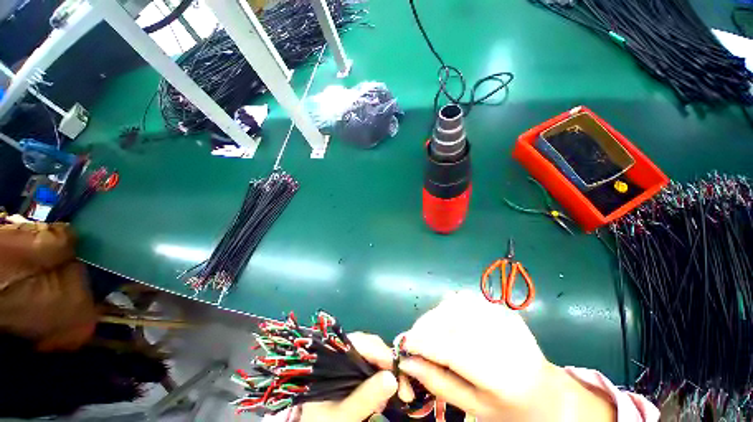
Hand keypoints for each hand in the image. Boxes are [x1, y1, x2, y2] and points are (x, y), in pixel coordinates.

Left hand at [300, 332, 401, 421]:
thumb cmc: (325, 420)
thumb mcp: (344, 414)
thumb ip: (365, 397)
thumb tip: (393, 378)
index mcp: (332, 354)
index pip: (360, 342)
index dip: (381, 353)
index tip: (398, 373)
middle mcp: (340, 349)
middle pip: (369, 345)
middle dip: (387, 363)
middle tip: (401, 386)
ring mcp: (346, 357)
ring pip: (372, 353)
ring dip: (385, 371)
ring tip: (392, 392)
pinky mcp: (351, 365)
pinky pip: (370, 363)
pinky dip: (379, 376)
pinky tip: (382, 391)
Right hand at [398, 292, 614, 420]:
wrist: (546, 392)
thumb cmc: (508, 408)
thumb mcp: (473, 407)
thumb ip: (438, 382)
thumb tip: (407, 361)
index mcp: (500, 372)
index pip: (449, 348)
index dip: (421, 343)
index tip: (403, 345)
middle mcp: (501, 336)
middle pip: (448, 321)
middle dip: (424, 328)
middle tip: (415, 341)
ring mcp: (503, 316)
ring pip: (452, 304)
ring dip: (434, 317)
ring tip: (431, 333)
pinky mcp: (499, 306)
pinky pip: (462, 298)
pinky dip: (448, 308)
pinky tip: (448, 323)